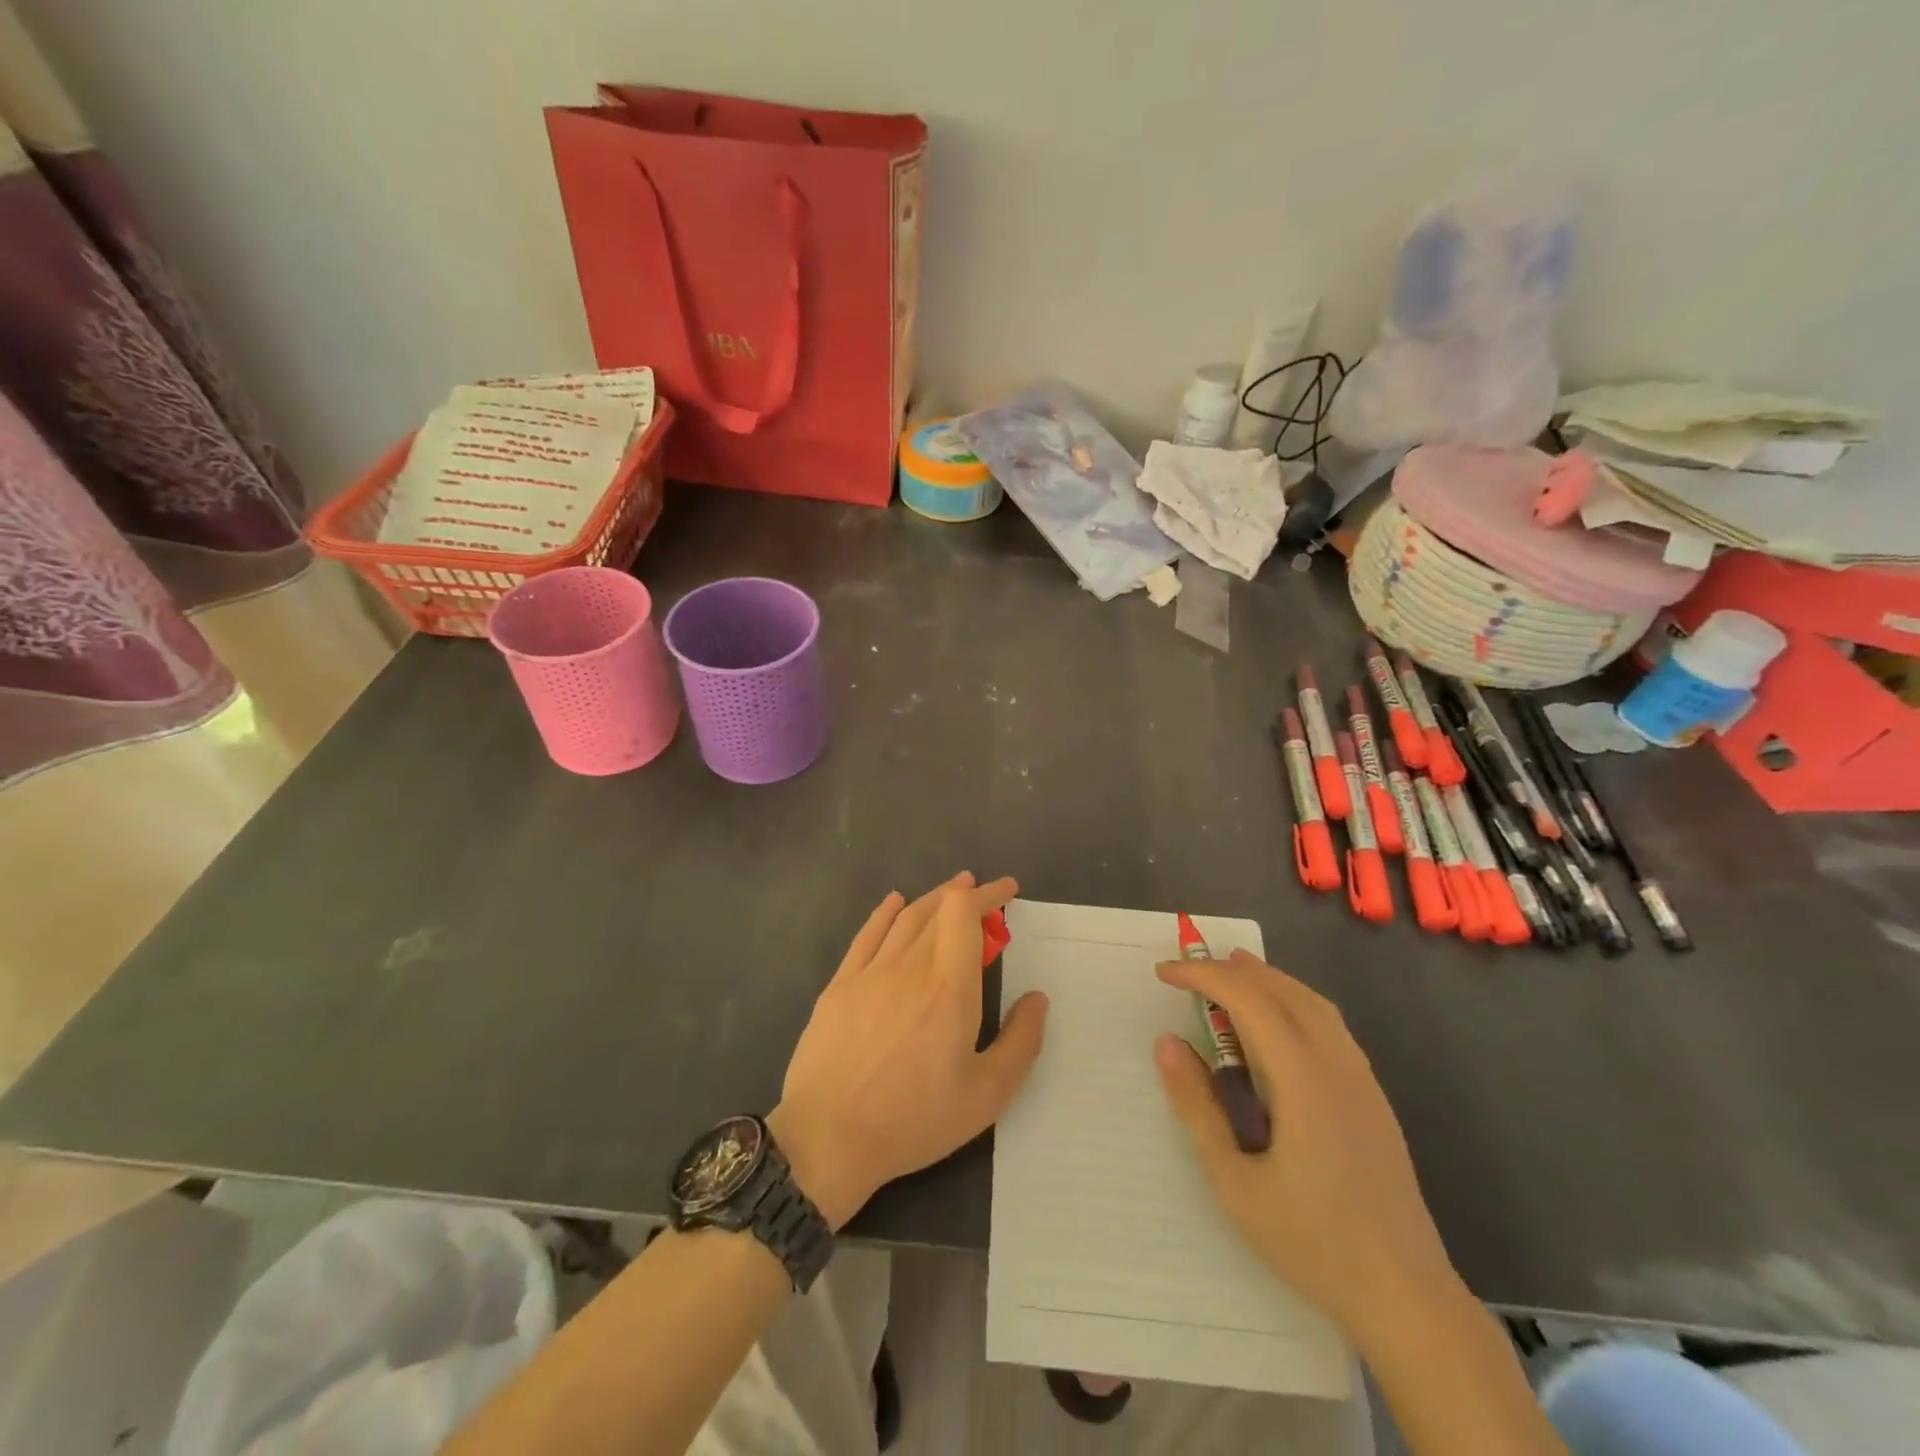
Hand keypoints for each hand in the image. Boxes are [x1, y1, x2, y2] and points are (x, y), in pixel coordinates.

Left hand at [770, 873, 1046, 1229]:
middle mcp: (910, 966)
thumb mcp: (986, 1096)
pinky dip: (885, 912)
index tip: (1006, 891)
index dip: (987, 894)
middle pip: (937, 910)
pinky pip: (867, 934)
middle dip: (965, 894)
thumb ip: (1020, 1042)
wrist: (827, 1137)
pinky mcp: (839, 985)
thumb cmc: (914, 1119)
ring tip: (950, 893)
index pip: (965, 914)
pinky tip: (894, 903)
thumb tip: (1037, 998)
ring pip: (905, 918)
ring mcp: (870, 972)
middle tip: (982, 894)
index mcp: (950, 987)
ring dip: (931, 899)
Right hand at [1153, 950, 1461, 1349]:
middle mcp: (1337, 1063)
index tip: (1164, 972)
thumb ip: (1197, 1107)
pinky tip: (1277, 1022)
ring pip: (1312, 1002)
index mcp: (1303, 1078)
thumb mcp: (1234, 1182)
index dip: (1203, 976)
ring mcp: (1362, 1078)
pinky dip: (1293, 1001)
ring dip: (1267, 979)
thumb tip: (1167, 1042)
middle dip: (1231, 969)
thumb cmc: (1311, 1241)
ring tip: (1230, 973)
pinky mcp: (1373, 1096)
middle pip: (1282, 989)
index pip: (1248, 999)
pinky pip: (1329, 1024)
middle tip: (1187, 970)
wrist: (1406, 1296)